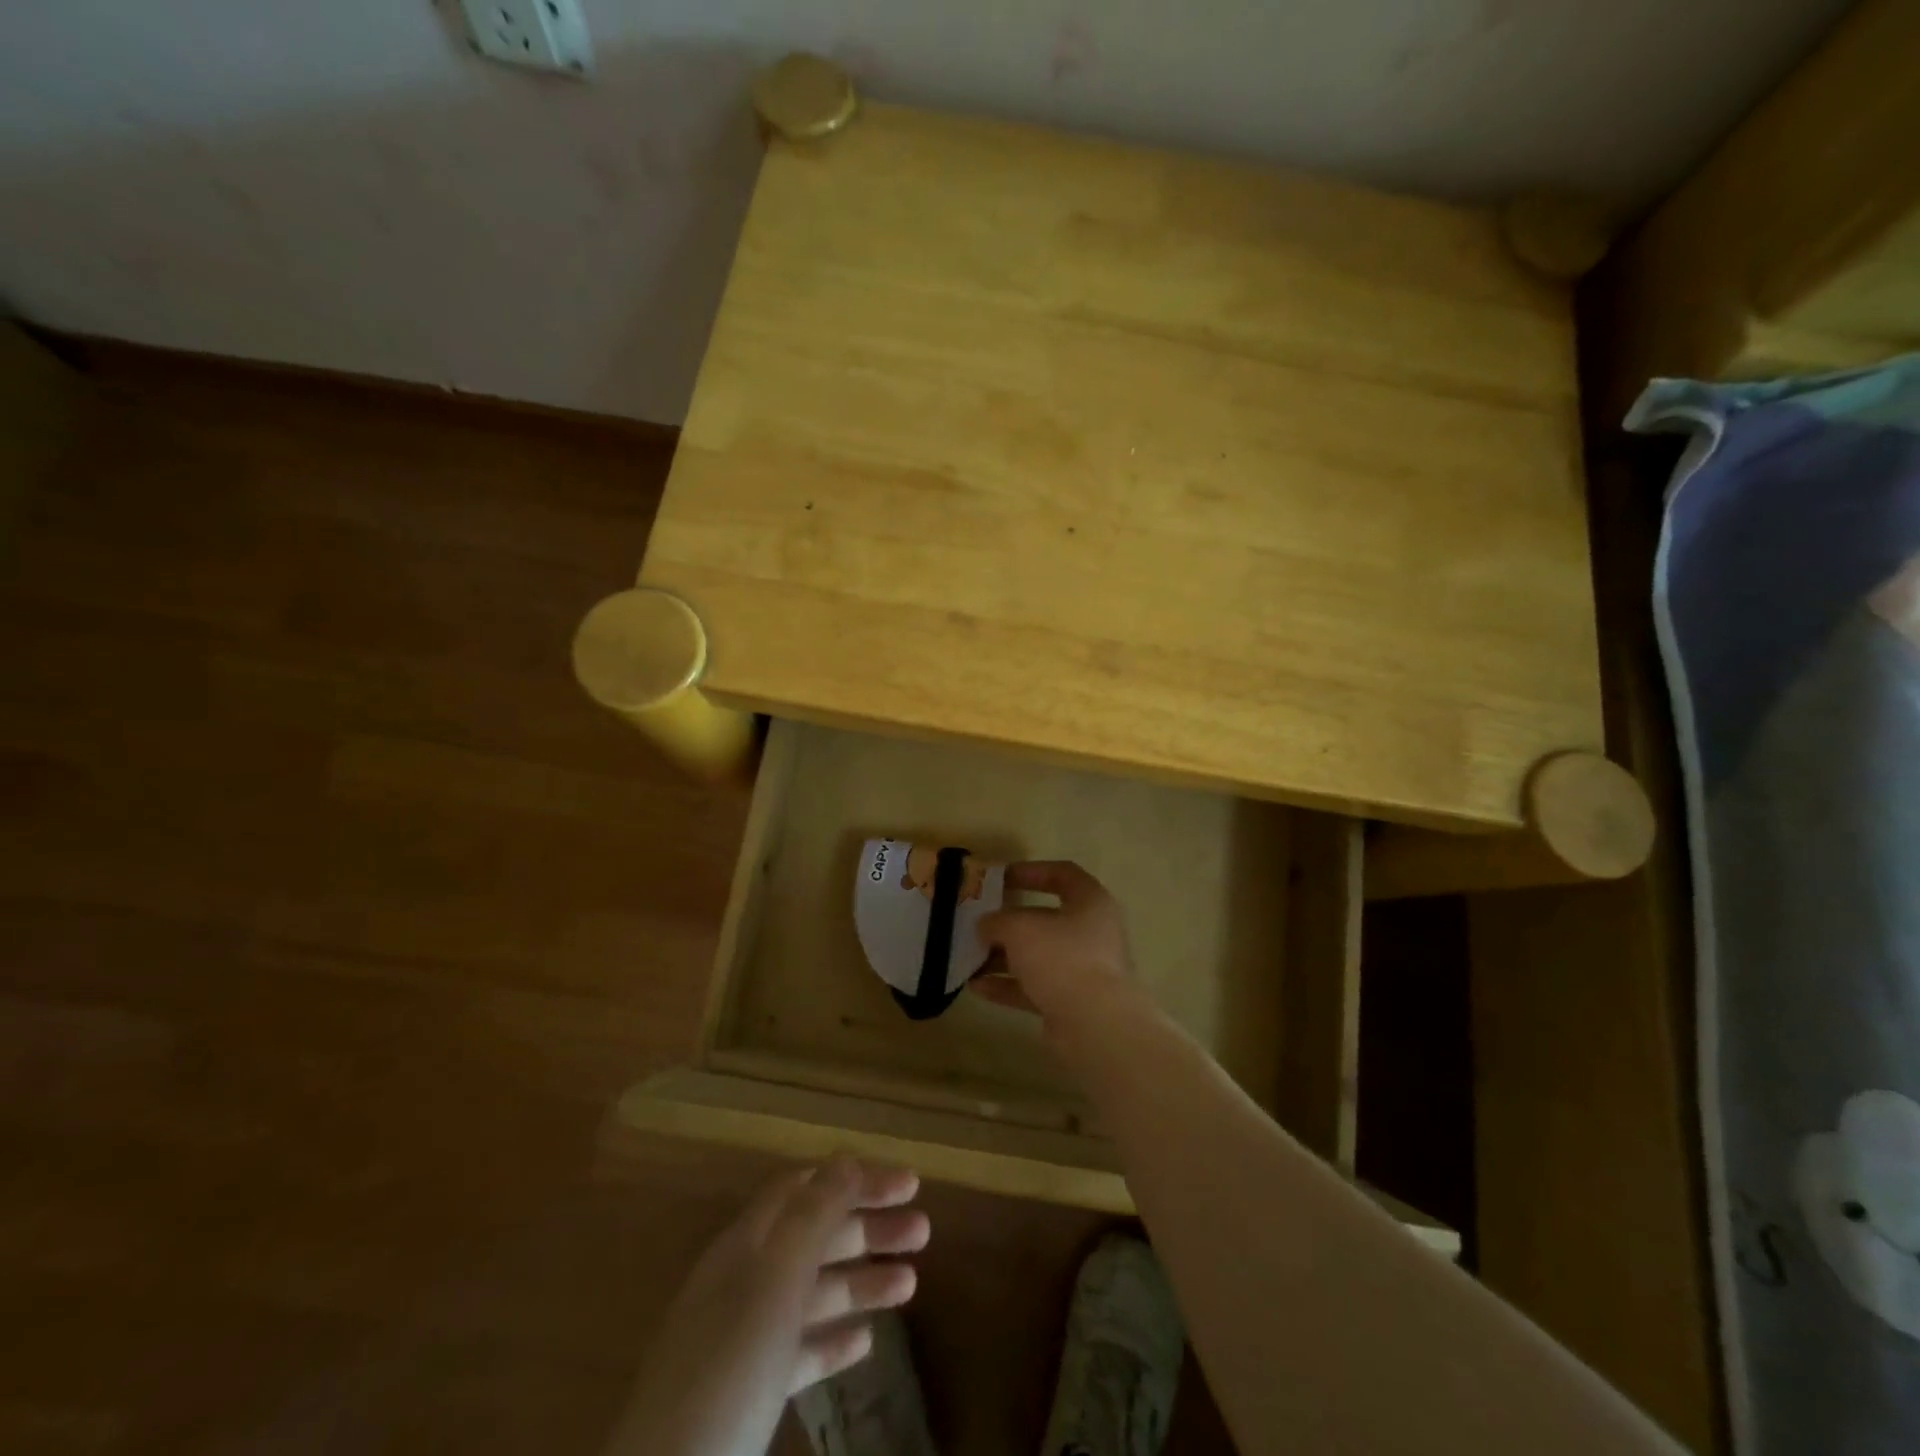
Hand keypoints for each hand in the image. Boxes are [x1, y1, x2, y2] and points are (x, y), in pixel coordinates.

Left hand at [612, 1159, 928, 1455]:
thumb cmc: (726, 1374)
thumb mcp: (773, 1285)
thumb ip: (811, 1218)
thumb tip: (845, 1160)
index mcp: (745, 1245)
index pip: (808, 1188)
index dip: (858, 1180)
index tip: (910, 1184)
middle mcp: (743, 1281)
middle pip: (814, 1237)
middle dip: (869, 1227)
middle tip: (923, 1232)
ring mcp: (742, 1340)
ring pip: (812, 1293)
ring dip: (861, 1280)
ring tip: (911, 1284)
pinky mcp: (746, 1396)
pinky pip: (799, 1350)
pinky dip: (833, 1338)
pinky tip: (864, 1342)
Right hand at [973, 860, 1136, 1024]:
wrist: (1095, 1024)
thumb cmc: (1062, 958)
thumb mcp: (1020, 928)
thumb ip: (997, 921)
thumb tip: (986, 925)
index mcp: (1091, 902)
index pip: (1063, 874)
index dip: (1031, 871)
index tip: (1000, 878)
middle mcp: (1092, 932)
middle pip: (1046, 918)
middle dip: (1009, 922)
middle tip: (979, 922)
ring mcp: (1084, 969)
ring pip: (1038, 955)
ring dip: (1003, 956)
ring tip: (970, 957)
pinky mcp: (1072, 1002)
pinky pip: (1035, 987)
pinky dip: (1008, 985)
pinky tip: (976, 987)